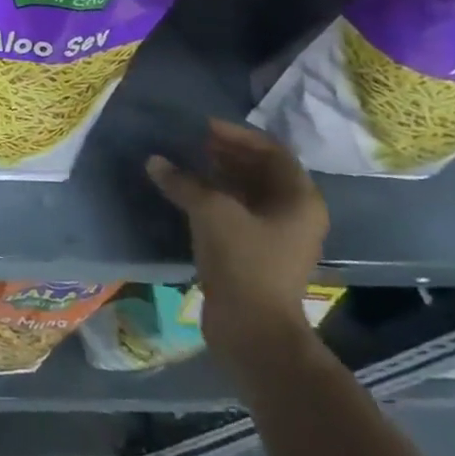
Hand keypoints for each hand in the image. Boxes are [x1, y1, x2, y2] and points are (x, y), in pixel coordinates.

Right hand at [147, 119, 328, 378]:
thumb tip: (155, 161)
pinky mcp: (258, 254)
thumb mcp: (210, 212)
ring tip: (185, 164)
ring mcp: (278, 236)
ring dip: (219, 176)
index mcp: (299, 199)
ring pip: (248, 193)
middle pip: (262, 171)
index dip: (237, 135)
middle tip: (192, 142)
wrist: (252, 328)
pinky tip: (187, 195)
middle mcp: (296, 214)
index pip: (272, 152)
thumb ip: (183, 181)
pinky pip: (238, 213)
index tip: (203, 127)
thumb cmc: (243, 261)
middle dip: (227, 154)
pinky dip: (215, 199)